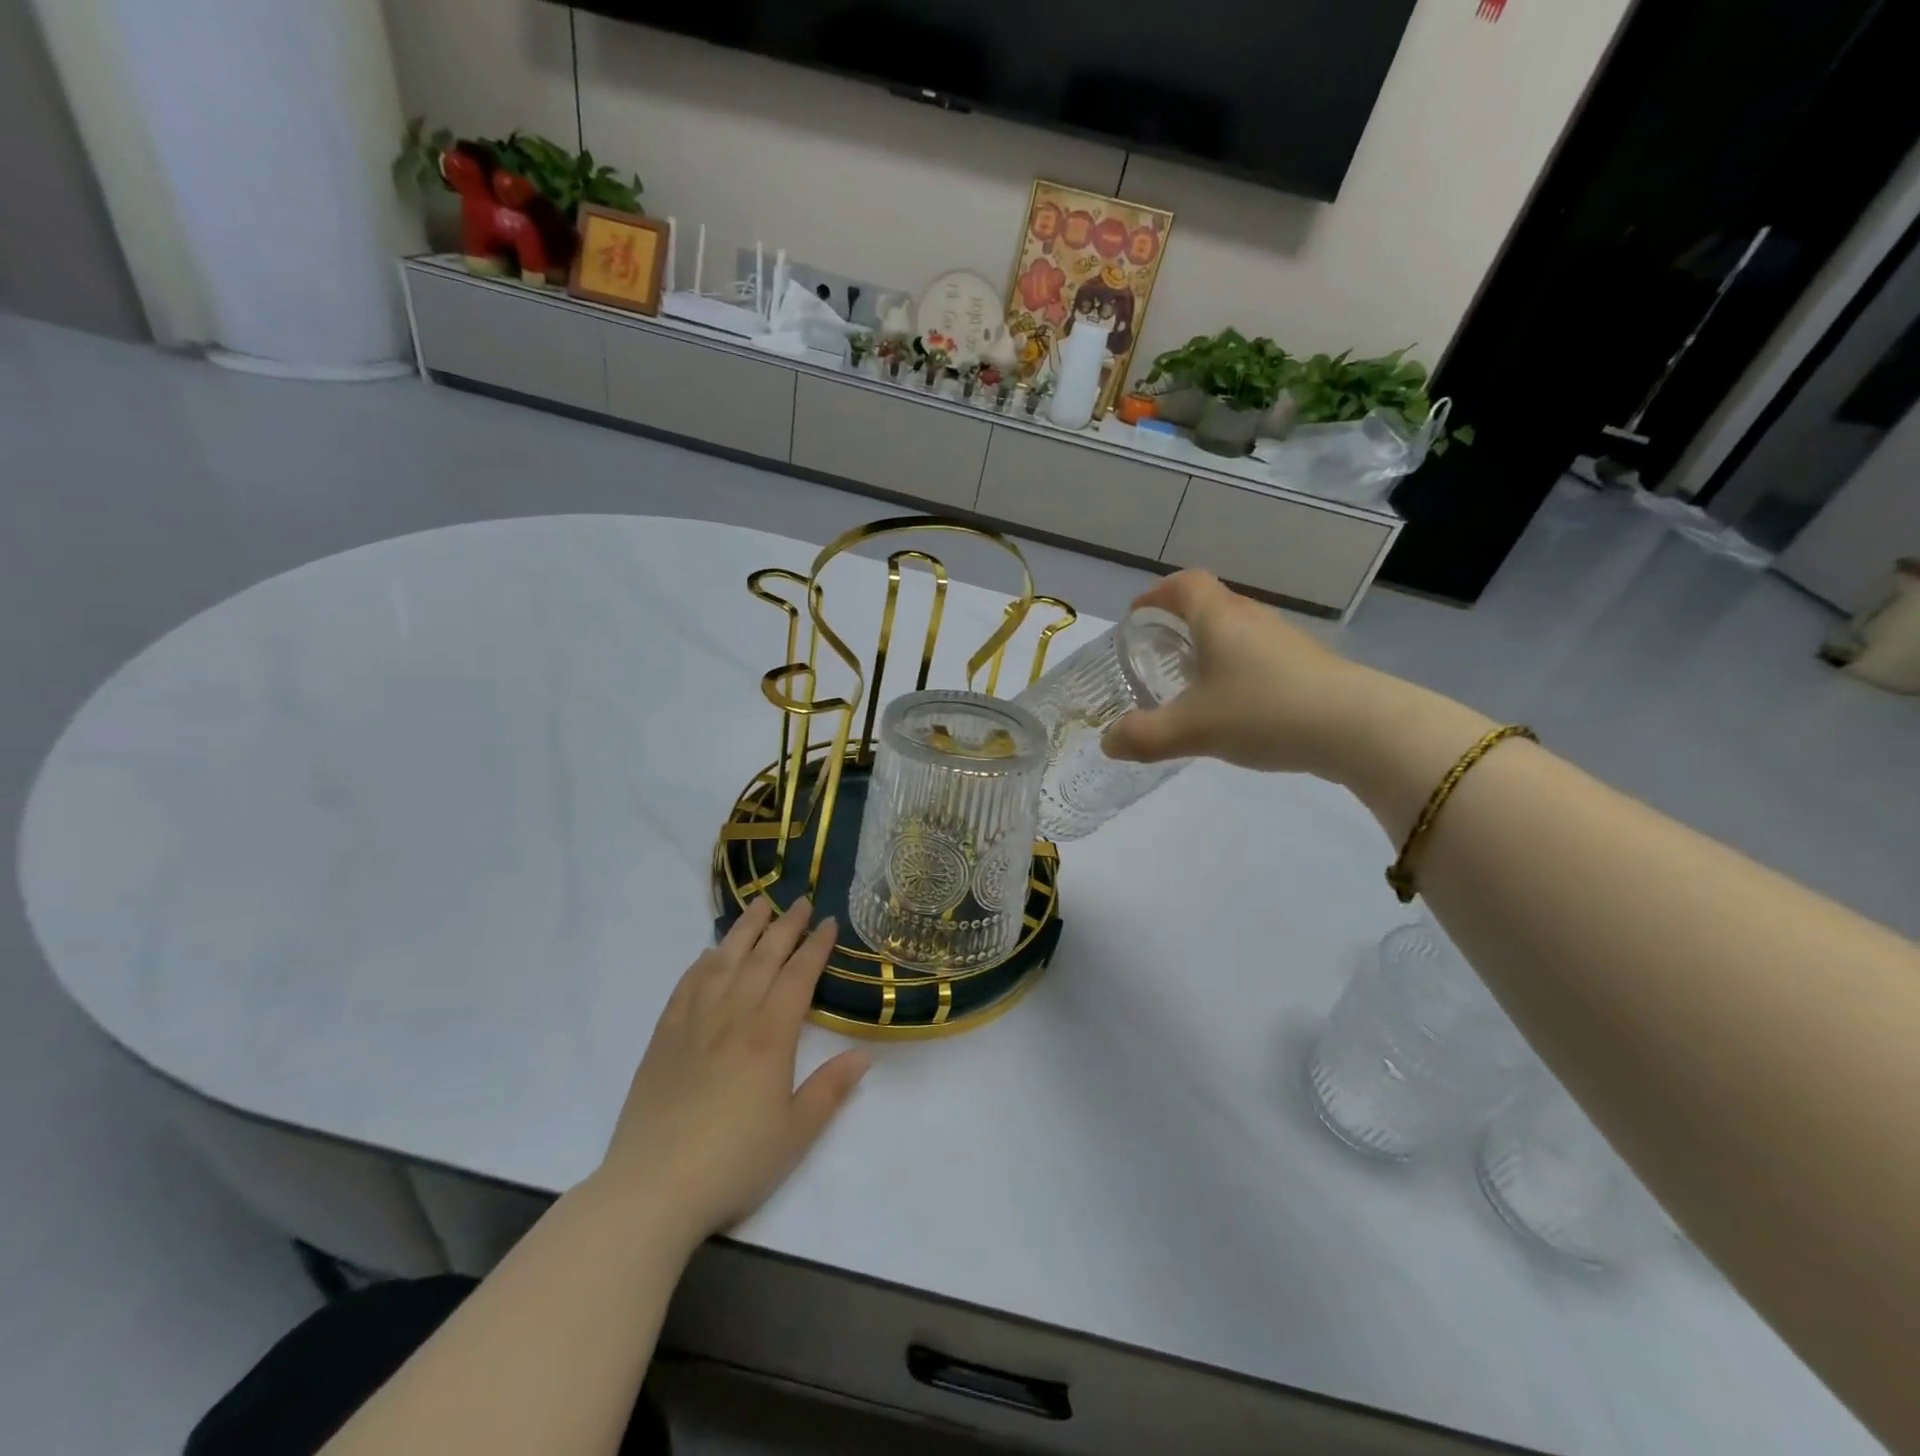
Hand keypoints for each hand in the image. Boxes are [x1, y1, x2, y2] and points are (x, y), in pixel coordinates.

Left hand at [594, 897, 869, 1246]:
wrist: (652, 1189)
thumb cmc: (734, 1163)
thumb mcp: (796, 1133)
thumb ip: (830, 1090)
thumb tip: (864, 1055)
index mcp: (770, 1036)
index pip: (798, 976)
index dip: (816, 946)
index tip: (828, 923)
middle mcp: (733, 1016)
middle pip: (763, 958)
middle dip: (786, 926)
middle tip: (801, 902)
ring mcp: (694, 1023)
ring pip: (724, 962)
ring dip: (744, 931)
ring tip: (759, 905)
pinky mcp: (664, 1037)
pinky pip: (686, 986)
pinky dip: (701, 963)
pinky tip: (708, 954)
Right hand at [1102, 570, 1373, 776]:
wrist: (1357, 727)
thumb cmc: (1262, 711)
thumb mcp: (1191, 729)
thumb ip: (1144, 736)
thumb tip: (1108, 743)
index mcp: (1219, 618)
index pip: (1184, 584)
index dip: (1156, 595)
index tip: (1137, 617)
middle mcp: (1252, 619)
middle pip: (1211, 605)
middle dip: (1180, 624)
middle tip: (1158, 653)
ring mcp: (1285, 642)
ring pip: (1238, 633)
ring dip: (1211, 649)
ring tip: (1192, 683)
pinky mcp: (1308, 667)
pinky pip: (1260, 657)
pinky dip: (1237, 671)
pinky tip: (1235, 707)